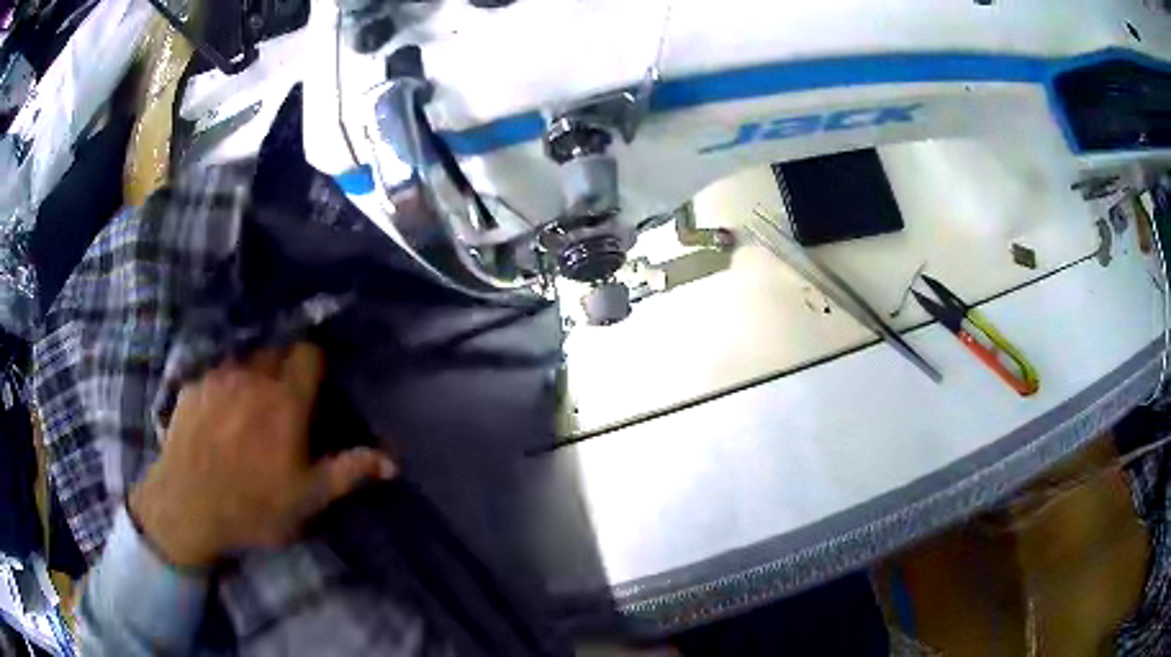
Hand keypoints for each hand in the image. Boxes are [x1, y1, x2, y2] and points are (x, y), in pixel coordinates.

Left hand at [129, 343, 395, 567]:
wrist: (186, 509)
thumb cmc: (252, 508)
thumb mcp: (306, 499)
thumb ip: (348, 472)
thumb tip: (392, 461)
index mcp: (285, 402)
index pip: (309, 353)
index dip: (316, 365)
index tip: (316, 387)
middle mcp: (252, 377)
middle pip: (276, 351)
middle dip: (285, 369)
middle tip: (283, 402)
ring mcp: (218, 378)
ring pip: (244, 359)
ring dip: (253, 376)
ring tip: (248, 408)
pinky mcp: (192, 386)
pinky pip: (216, 374)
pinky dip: (223, 386)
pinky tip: (217, 417)